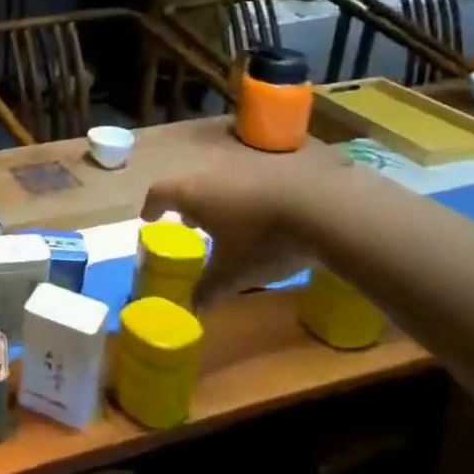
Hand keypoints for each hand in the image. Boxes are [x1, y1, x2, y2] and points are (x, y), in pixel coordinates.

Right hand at [140, 126, 350, 307]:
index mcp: (194, 195)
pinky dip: (250, 198)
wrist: (324, 209)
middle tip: (189, 223)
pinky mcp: (278, 168)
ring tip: (229, 222)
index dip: (152, 206)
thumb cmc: (264, 240)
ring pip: (222, 183)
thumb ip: (210, 287)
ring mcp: (247, 167)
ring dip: (219, 201)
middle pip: (191, 186)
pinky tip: (266, 216)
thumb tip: (194, 306)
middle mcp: (214, 175)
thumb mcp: (235, 272)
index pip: (160, 194)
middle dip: (188, 206)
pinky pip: (253, 183)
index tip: (149, 217)